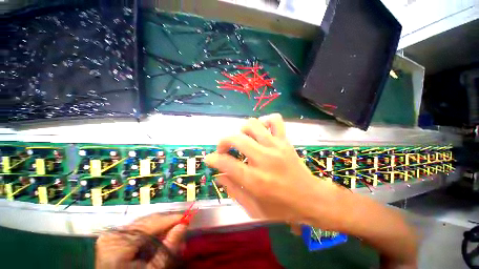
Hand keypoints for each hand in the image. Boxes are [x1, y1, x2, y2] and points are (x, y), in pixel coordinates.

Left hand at [96, 214, 186, 268]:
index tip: (187, 217)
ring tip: (174, 232)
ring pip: (144, 224)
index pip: (150, 224)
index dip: (170, 219)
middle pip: (147, 222)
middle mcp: (113, 234)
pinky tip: (162, 236)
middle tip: (182, 226)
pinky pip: (138, 230)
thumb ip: (167, 248)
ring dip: (161, 228)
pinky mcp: (115, 237)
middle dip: (166, 224)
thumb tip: (183, 225)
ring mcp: (113, 235)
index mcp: (118, 242)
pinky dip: (152, 233)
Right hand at [205, 114, 341, 226]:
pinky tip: (261, 130)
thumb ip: (233, 191)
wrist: (311, 198)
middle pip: (236, 139)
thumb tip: (219, 175)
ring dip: (242, 131)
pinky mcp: (285, 141)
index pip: (226, 163)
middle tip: (224, 149)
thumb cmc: (282, 207)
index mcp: (255, 180)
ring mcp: (276, 147)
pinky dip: (265, 121)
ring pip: (253, 125)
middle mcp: (264, 159)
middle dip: (223, 142)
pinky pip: (275, 120)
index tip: (209, 159)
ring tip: (243, 140)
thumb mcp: (254, 209)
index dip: (213, 159)